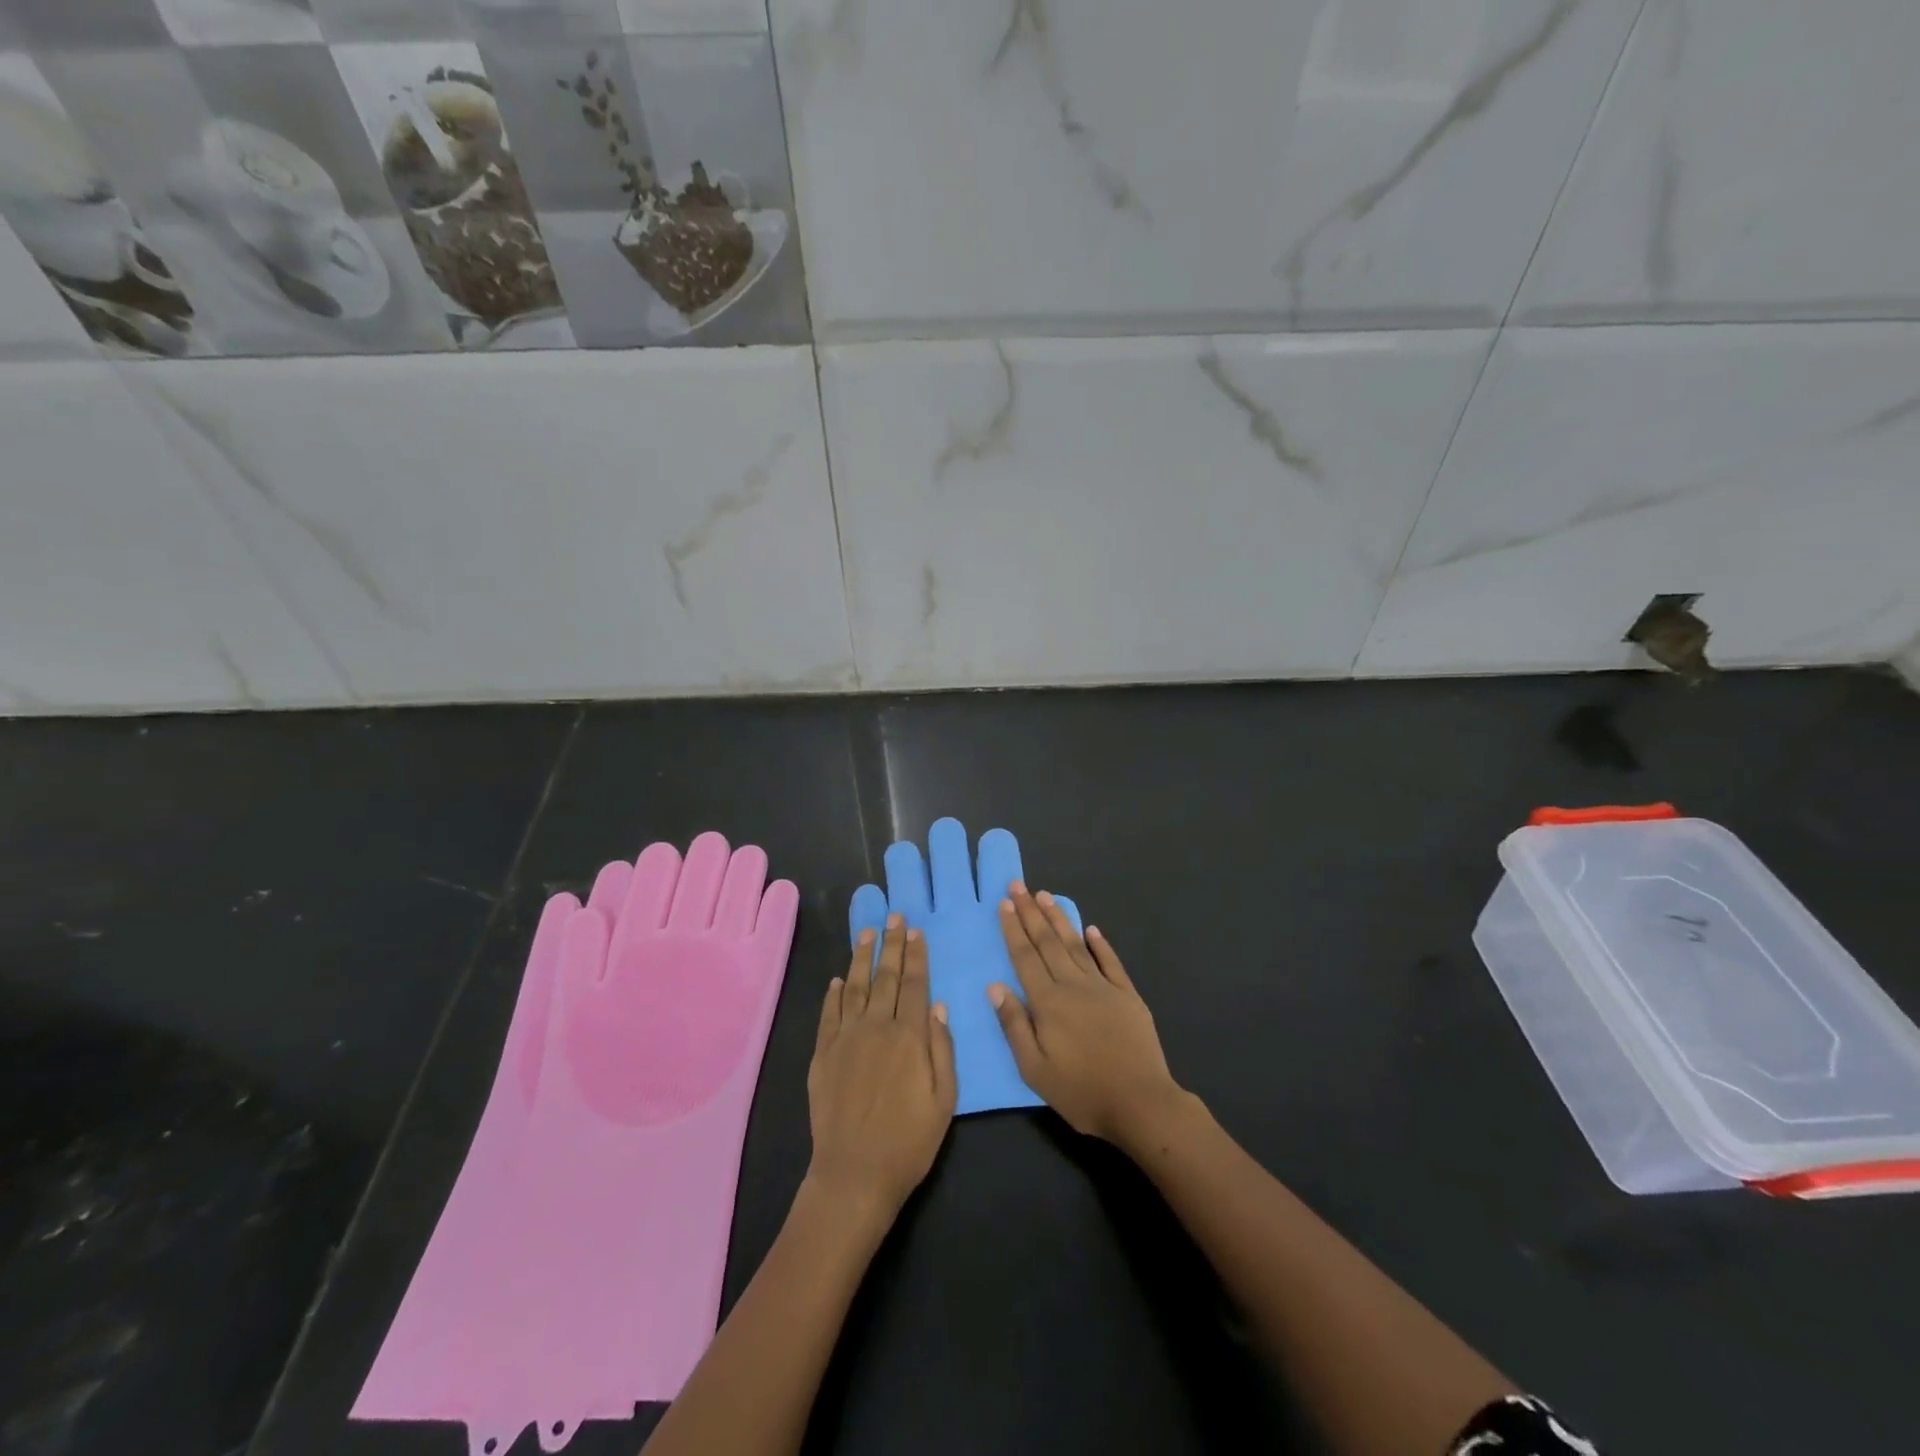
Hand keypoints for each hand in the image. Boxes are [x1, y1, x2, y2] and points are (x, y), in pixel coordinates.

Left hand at [806, 913, 957, 1217]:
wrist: (854, 1173)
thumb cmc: (909, 1141)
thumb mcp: (944, 1099)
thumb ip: (942, 1049)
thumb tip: (938, 1006)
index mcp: (910, 1036)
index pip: (916, 984)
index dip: (917, 956)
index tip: (916, 931)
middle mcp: (877, 1027)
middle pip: (886, 977)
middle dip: (892, 944)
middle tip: (894, 916)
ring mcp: (846, 1038)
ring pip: (855, 986)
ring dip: (862, 957)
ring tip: (867, 932)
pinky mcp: (823, 1054)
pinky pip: (829, 1014)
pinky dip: (833, 993)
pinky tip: (836, 979)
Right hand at [990, 884, 1185, 1146]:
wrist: (1140, 1103)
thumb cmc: (1081, 1092)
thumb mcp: (1035, 1069)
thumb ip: (1014, 1025)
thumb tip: (995, 986)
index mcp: (1048, 1002)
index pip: (1025, 957)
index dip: (1013, 929)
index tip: (1004, 903)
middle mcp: (1073, 985)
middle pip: (1047, 943)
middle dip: (1031, 912)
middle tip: (1019, 885)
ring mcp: (1103, 987)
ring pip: (1075, 945)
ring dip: (1059, 919)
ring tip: (1046, 896)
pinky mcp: (1128, 995)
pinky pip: (1110, 962)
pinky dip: (1101, 944)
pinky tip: (1091, 929)